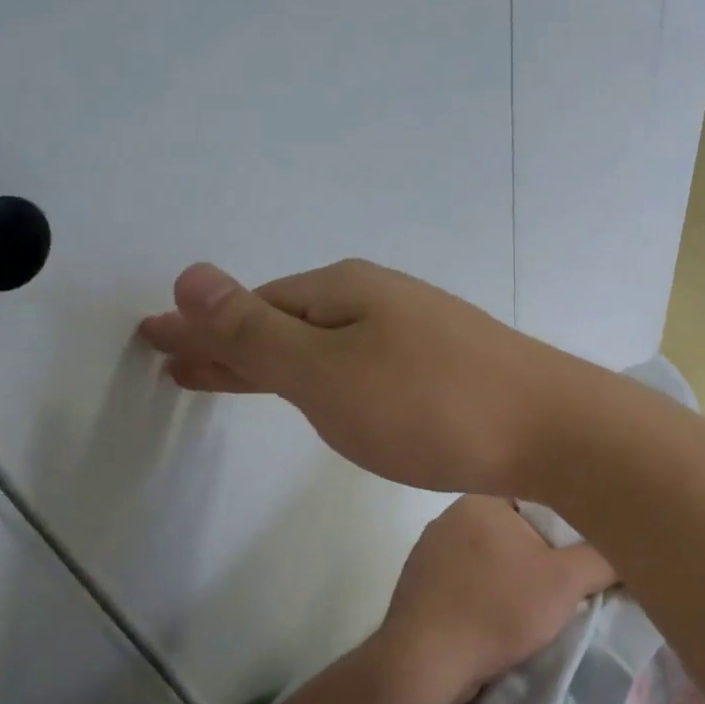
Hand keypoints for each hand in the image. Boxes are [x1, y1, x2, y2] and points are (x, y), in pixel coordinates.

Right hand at [139, 260, 595, 496]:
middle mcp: (379, 301)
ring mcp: (416, 332)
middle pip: (285, 320)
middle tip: (178, 361)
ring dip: (272, 360)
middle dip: (229, 342)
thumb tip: (191, 275)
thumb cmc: (429, 404)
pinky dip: (320, 376)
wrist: (550, 428)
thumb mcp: (326, 371)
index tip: (154, 339)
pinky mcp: (443, 368)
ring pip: (323, 344)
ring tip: (228, 378)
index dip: (200, 326)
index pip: (251, 306)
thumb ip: (257, 332)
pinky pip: (358, 364)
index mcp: (343, 292)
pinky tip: (319, 388)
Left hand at [371, 496, 614, 703]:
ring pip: (489, 555)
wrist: (424, 664)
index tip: (583, 546)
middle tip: (565, 578)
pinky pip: (466, 580)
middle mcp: (450, 516)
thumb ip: (602, 557)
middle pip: (514, 527)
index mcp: (480, 499)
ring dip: (511, 575)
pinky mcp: (419, 584)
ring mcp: (429, 551)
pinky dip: (485, 593)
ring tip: (533, 603)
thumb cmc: (497, 610)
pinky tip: (497, 617)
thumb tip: (626, 546)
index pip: (536, 495)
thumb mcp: (565, 582)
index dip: (565, 520)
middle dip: (540, 551)